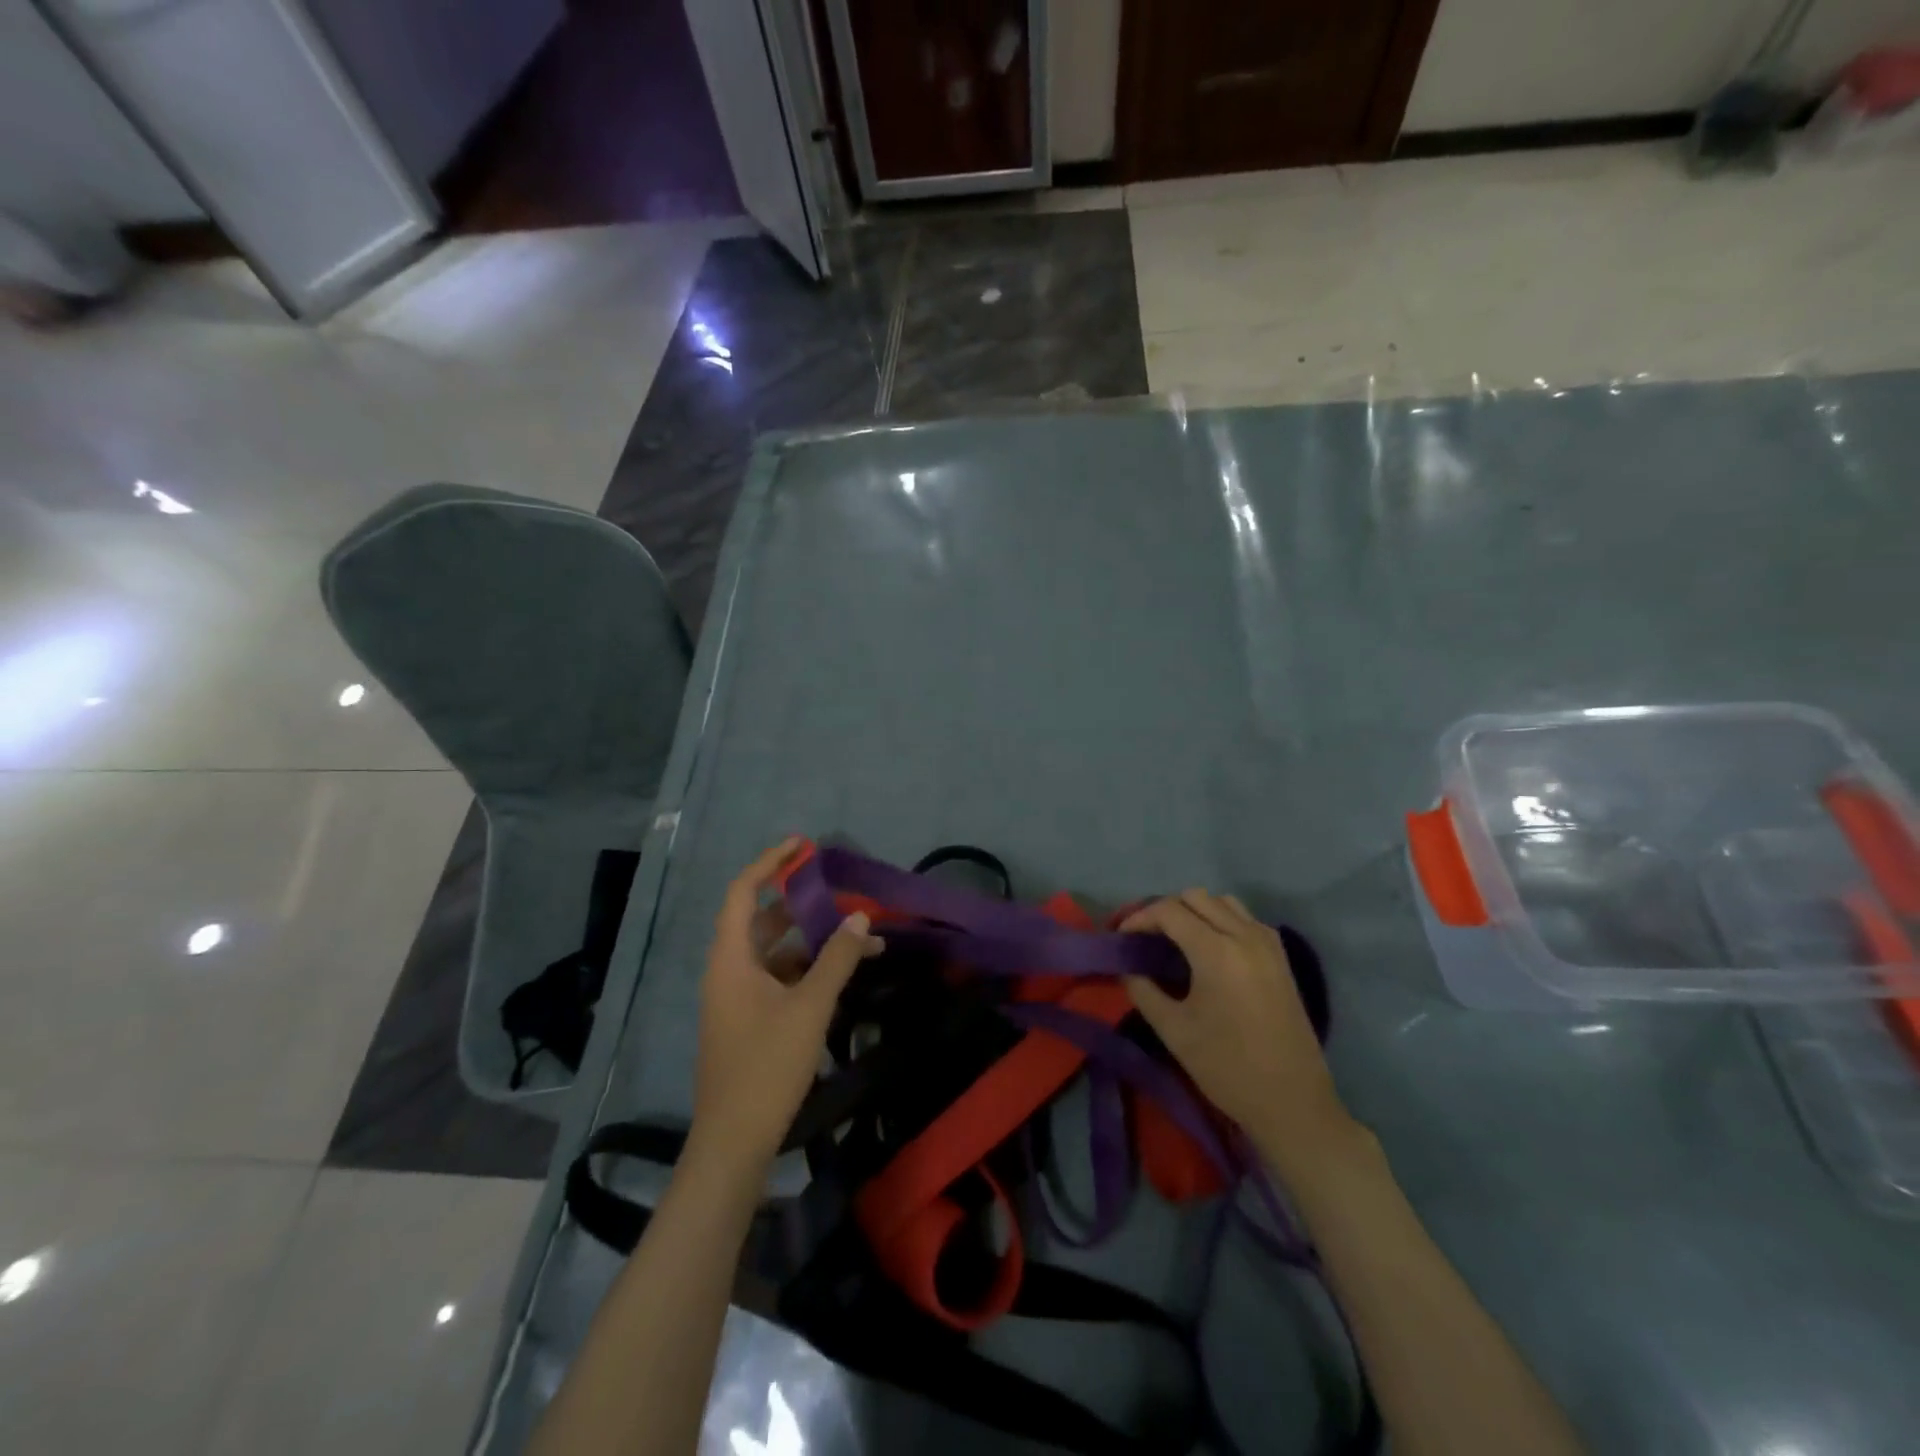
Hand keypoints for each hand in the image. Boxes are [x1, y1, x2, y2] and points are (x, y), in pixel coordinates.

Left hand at [691, 838, 883, 1168]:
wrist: (734, 1142)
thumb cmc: (767, 1066)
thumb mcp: (810, 1007)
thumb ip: (837, 958)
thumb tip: (861, 917)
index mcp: (731, 958)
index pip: (742, 892)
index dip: (769, 863)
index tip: (802, 846)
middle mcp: (729, 970)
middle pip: (763, 920)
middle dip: (803, 905)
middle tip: (842, 894)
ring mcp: (737, 998)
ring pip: (776, 951)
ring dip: (813, 941)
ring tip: (861, 938)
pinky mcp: (749, 1020)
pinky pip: (779, 978)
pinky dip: (808, 969)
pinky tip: (843, 974)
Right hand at [1122, 891, 1357, 1177]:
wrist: (1293, 1103)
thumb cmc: (1227, 1069)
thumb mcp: (1174, 1031)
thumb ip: (1143, 990)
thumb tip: (1126, 967)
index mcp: (1217, 952)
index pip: (1169, 911)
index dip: (1139, 918)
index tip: (1122, 938)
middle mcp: (1244, 936)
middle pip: (1195, 897)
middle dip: (1164, 911)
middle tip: (1146, 938)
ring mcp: (1268, 944)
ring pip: (1222, 902)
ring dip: (1195, 911)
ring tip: (1176, 940)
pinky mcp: (1281, 957)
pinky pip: (1245, 919)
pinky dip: (1221, 920)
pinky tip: (1210, 950)